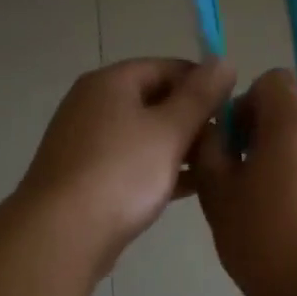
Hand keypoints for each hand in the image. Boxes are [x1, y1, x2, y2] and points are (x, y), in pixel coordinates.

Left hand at [18, 58, 235, 268]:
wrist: (62, 233)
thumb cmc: (121, 173)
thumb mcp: (169, 130)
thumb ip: (200, 96)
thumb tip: (224, 61)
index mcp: (110, 82)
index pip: (167, 67)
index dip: (203, 83)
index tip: (234, 108)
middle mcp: (93, 105)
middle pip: (154, 100)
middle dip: (193, 119)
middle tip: (229, 143)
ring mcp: (86, 143)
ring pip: (144, 135)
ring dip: (179, 147)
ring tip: (217, 166)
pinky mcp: (86, 177)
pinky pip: (131, 163)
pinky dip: (159, 170)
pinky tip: (190, 187)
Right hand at [192, 68, 296, 295]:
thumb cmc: (261, 237)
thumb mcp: (217, 192)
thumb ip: (209, 149)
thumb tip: (214, 131)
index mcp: (294, 123)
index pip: (272, 80)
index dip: (245, 102)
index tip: (231, 142)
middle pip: (293, 106)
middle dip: (262, 127)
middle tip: (240, 169)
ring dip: (282, 152)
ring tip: (261, 196)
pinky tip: (286, 215)